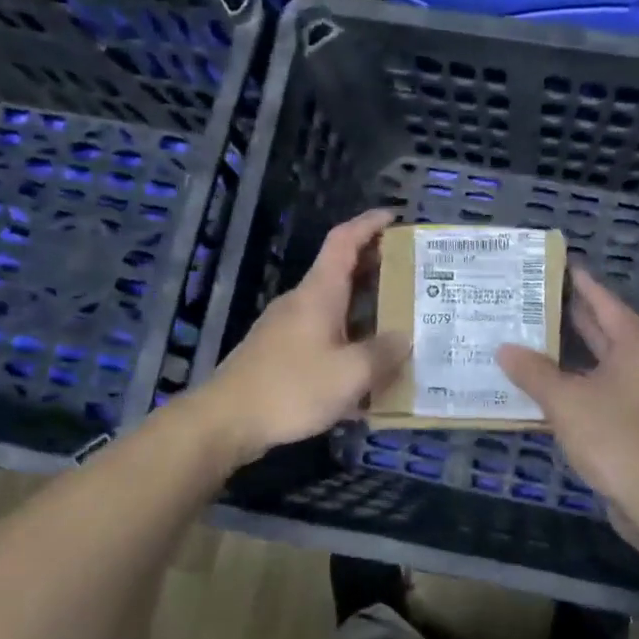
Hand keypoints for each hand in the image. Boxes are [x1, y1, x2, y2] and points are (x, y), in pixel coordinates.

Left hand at [195, 208, 408, 468]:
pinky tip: (366, 373)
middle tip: (413, 278)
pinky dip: (348, 343)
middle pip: (341, 273)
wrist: (226, 421)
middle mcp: (301, 303)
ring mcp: (287, 329)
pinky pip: (323, 338)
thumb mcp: (349, 374)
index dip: (369, 224)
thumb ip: (383, 354)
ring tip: (400, 325)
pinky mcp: (280, 355)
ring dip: (365, 312)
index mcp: (318, 294)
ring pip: (333, 309)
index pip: (344, 241)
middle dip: (376, 271)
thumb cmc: (291, 388)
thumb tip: (405, 338)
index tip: (395, 217)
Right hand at [497, 266, 638, 551]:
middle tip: (532, 299)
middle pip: (604, 329)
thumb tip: (505, 349)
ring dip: (570, 353)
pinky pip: (603, 389)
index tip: (556, 265)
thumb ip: (533, 372)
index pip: (603, 302)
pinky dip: (577, 382)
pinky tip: (548, 385)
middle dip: (570, 316)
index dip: (579, 283)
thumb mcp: (566, 401)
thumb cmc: (615, 439)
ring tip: (531, 337)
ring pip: (602, 362)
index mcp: (637, 345)